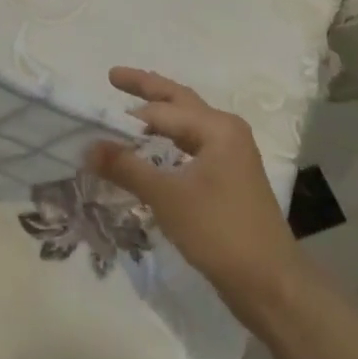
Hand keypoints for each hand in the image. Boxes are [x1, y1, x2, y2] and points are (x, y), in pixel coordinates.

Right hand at [88, 67, 305, 317]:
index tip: (94, 111)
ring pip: (187, 123)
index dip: (127, 110)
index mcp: (217, 128)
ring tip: (129, 108)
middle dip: (147, 88)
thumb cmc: (219, 231)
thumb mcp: (167, 197)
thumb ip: (126, 167)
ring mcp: (231, 155)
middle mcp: (227, 132)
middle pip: (180, 101)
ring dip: (159, 114)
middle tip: (113, 76)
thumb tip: (88, 146)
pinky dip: (170, 140)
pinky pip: (192, 145)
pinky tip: (154, 148)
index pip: (162, 109)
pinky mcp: (229, 177)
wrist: (269, 282)